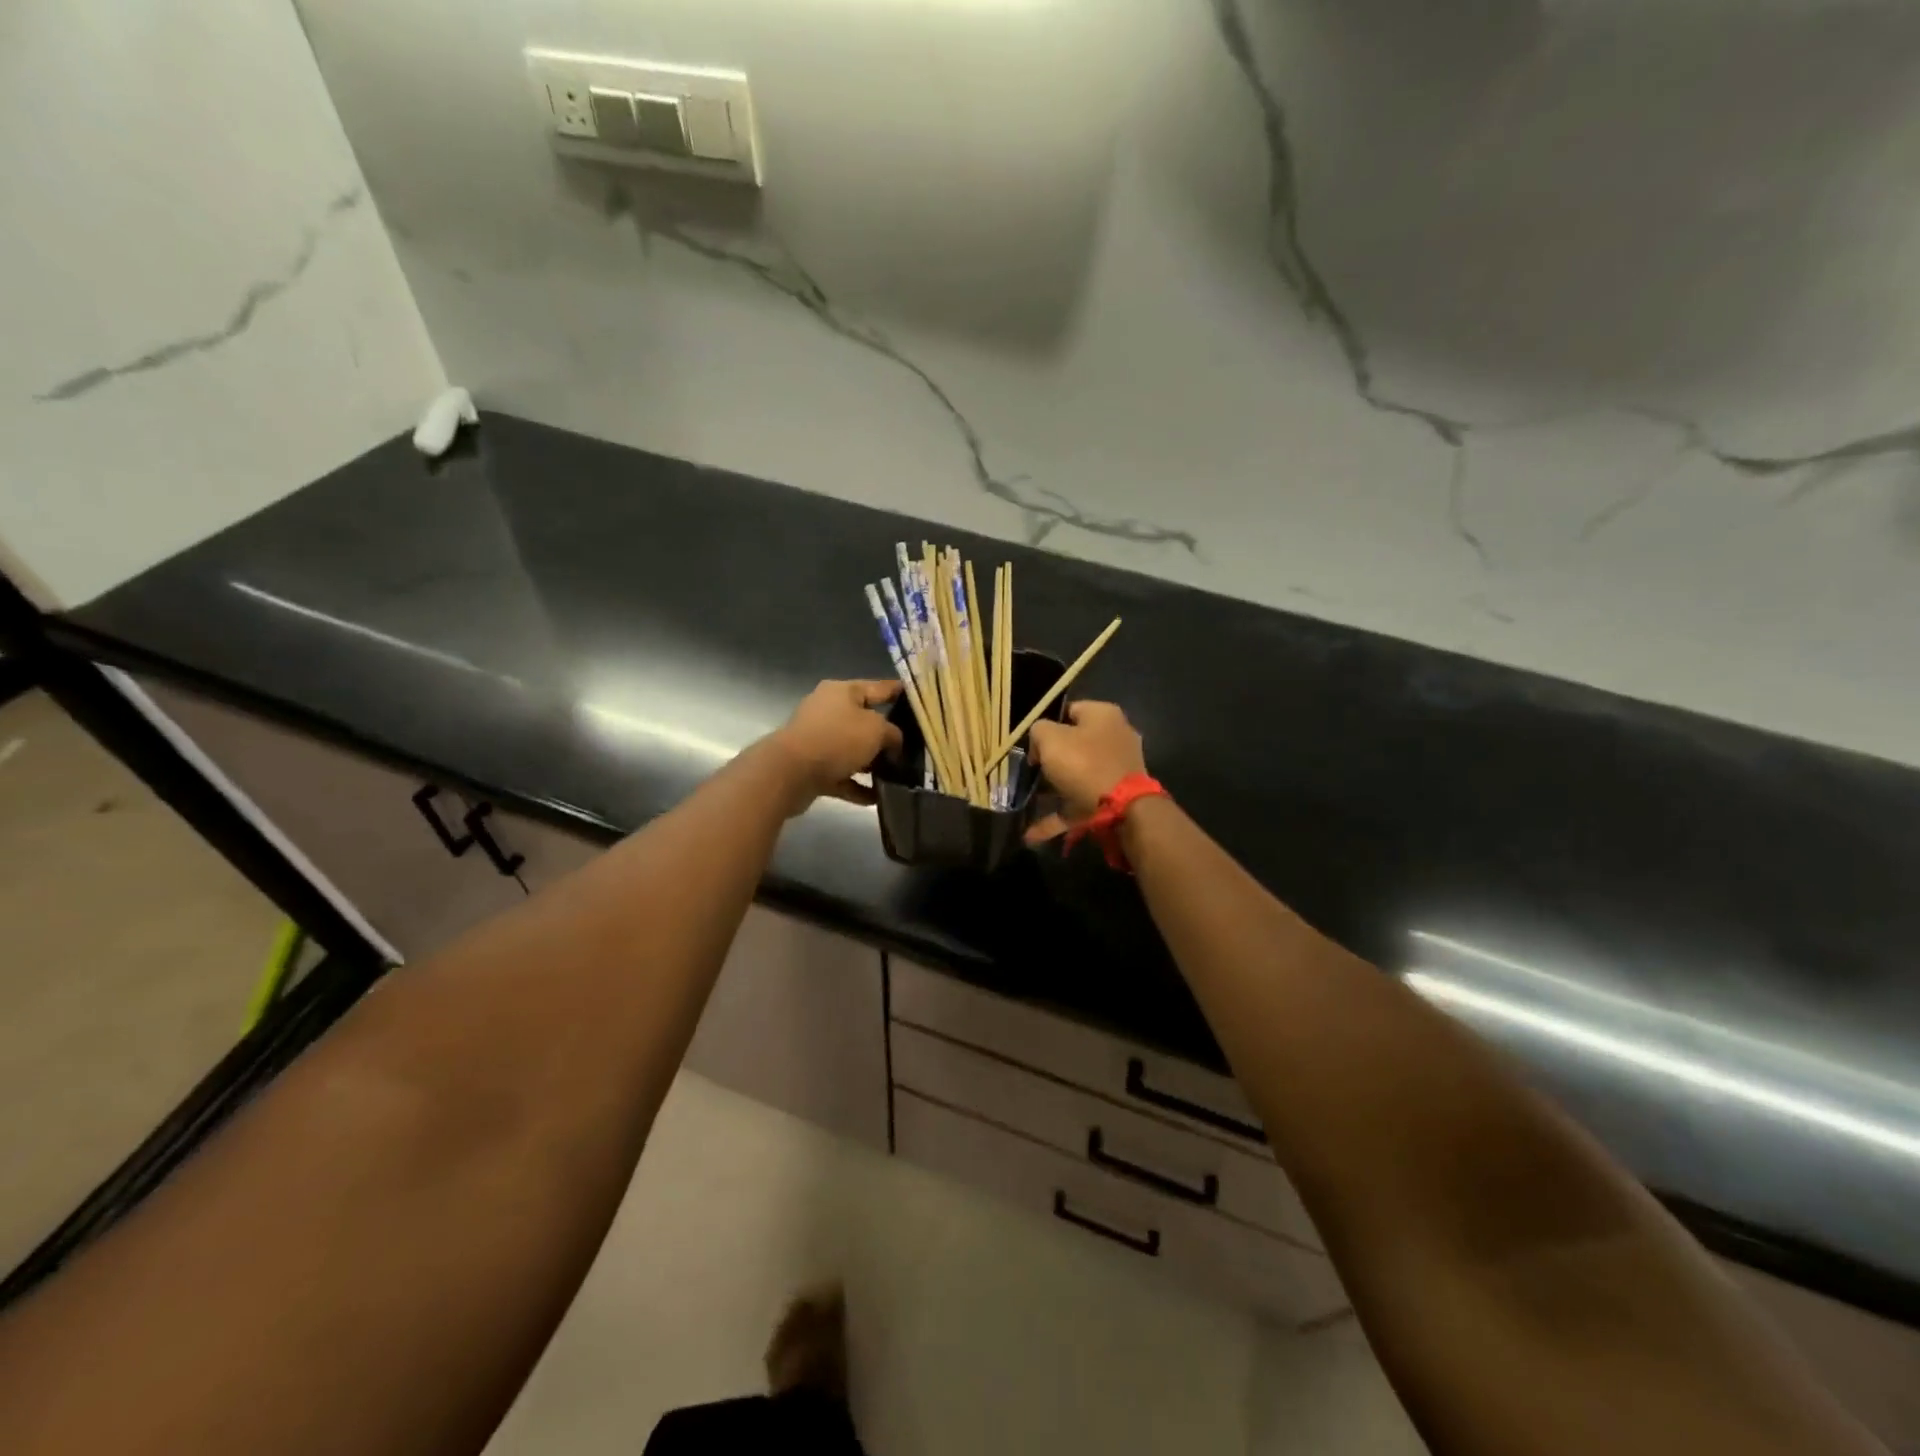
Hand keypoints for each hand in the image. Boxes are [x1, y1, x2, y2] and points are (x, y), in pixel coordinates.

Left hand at [770, 679, 902, 811]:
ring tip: (898, 776)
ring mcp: (818, 740)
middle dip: (887, 736)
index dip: (899, 692)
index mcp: (842, 691)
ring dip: (872, 764)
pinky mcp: (812, 767)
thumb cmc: (837, 739)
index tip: (918, 698)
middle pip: (865, 721)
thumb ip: (893, 734)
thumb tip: (893, 744)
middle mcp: (828, 711)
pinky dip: (858, 785)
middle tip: (913, 747)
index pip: (878, 687)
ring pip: (853, 750)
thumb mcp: (876, 730)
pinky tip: (878, 797)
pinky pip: (841, 775)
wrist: (789, 772)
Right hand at [1025, 701, 1146, 842]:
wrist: (1121, 810)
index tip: (1031, 744)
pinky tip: (1032, 834)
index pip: (1069, 711)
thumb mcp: (1050, 738)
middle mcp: (1115, 737)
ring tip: (1029, 800)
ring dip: (1054, 789)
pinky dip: (1058, 816)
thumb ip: (1038, 731)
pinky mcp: (1115, 798)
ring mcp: (1118, 770)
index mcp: (1103, 715)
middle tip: (1031, 770)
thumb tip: (1040, 740)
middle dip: (1052, 759)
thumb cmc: (1083, 764)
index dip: (1046, 725)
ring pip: (1078, 776)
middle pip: (1075, 744)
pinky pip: (1080, 803)